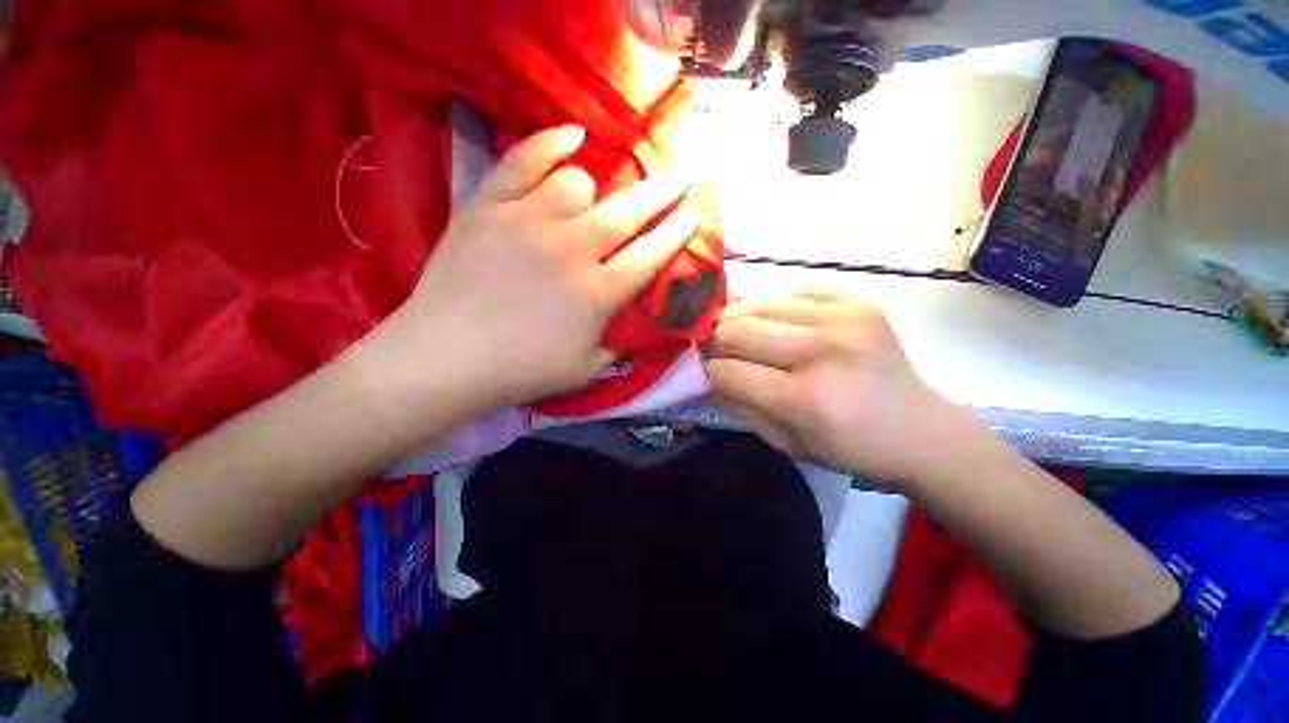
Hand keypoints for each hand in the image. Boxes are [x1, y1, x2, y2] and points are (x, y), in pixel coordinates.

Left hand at [375, 125, 697, 412]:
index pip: (651, 256)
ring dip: (593, 193)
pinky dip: (551, 143)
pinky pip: (524, 160)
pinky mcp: (489, 207)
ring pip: (578, 183)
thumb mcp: (585, 370)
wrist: (446, 357)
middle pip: (628, 211)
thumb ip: (620, 347)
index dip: (677, 233)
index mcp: (598, 294)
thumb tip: (642, 332)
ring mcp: (528, 222)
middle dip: (663, 192)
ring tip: (589, 203)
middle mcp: (572, 250)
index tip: (694, 213)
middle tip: (681, 177)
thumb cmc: (521, 370)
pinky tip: (573, 137)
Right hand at [702, 289, 956, 482]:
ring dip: (735, 314)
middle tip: (708, 343)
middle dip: (714, 338)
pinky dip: (772, 302)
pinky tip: (767, 315)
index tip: (703, 367)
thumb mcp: (785, 442)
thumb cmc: (849, 446)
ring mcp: (845, 318)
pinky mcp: (859, 302)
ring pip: (762, 302)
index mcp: (804, 398)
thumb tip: (709, 373)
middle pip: (740, 330)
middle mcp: (822, 351)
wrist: (919, 428)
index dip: (707, 368)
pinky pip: (796, 290)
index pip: (729, 370)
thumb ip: (740, 405)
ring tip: (728, 325)